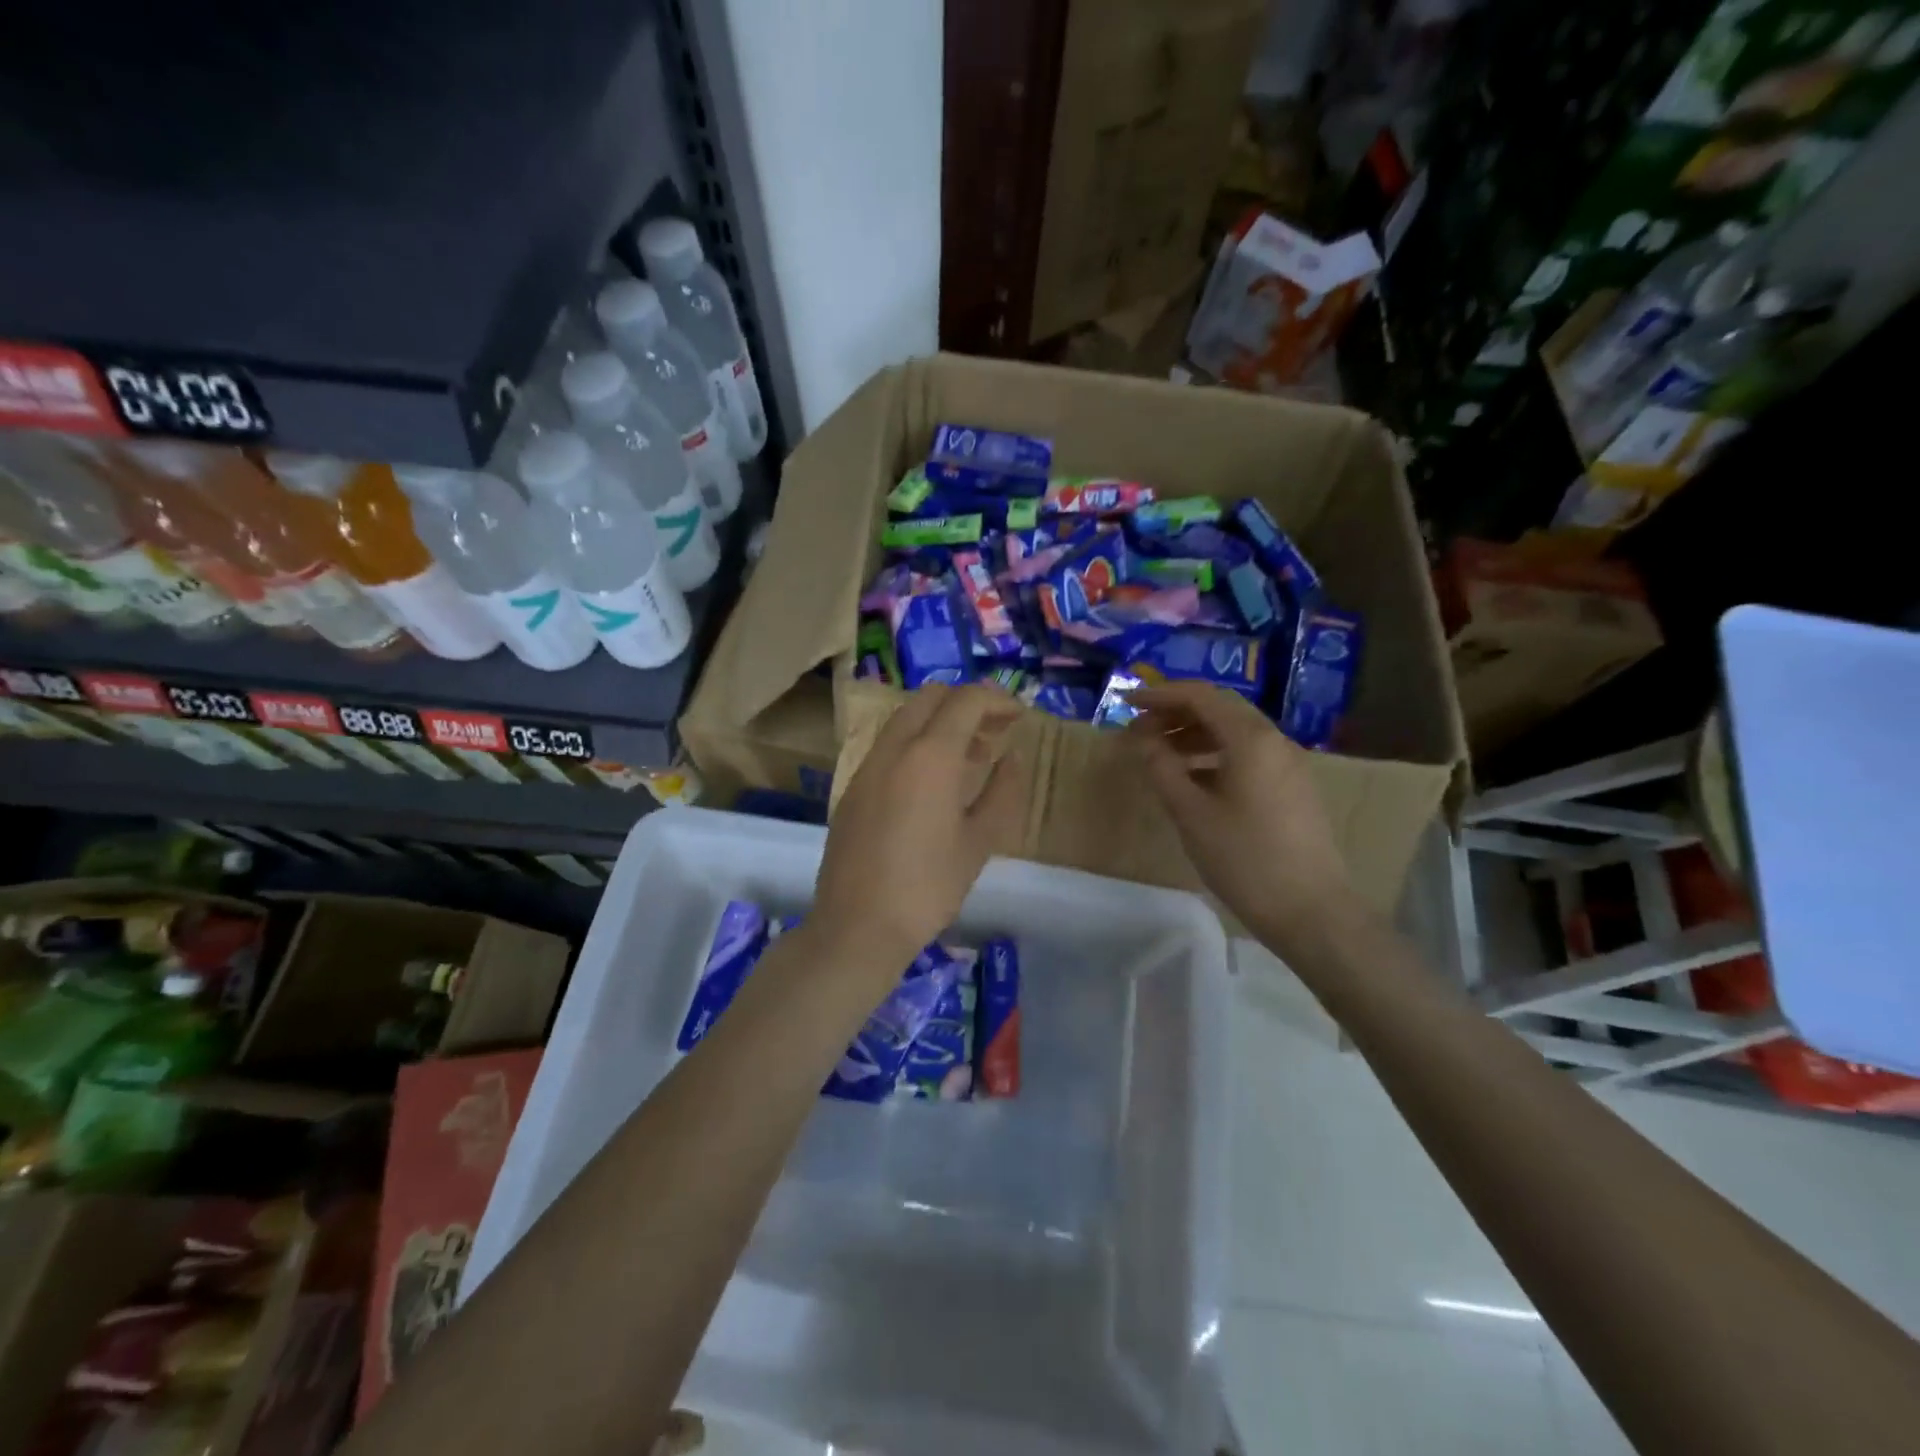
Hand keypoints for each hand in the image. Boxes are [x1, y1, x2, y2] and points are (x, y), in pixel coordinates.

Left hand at [814, 683, 1021, 968]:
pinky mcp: (852, 787)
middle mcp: (894, 748)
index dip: (997, 700)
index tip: (1019, 716)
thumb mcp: (979, 842)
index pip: (966, 701)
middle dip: (967, 703)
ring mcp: (867, 766)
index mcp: (930, 756)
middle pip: (931, 697)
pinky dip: (917, 742)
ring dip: (941, 722)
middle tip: (995, 729)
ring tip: (972, 754)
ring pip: (906, 718)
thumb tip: (1013, 756)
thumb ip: (1002, 792)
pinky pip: (889, 745)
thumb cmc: (928, 887)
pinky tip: (934, 780)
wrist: (857, 926)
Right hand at [1125, 681, 1357, 950]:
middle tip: (1139, 729)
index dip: (1161, 694)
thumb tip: (1143, 741)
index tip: (1127, 702)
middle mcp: (1274, 741)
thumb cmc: (1245, 859)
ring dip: (1194, 735)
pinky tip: (1193, 779)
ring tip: (1160, 754)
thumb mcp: (1191, 814)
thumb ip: (1162, 769)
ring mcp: (1288, 764)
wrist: (1311, 911)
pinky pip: (1248, 755)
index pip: (1201, 696)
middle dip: (1176, 713)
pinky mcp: (1292, 788)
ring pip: (1235, 733)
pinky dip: (1215, 755)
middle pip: (1220, 709)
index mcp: (1250, 739)